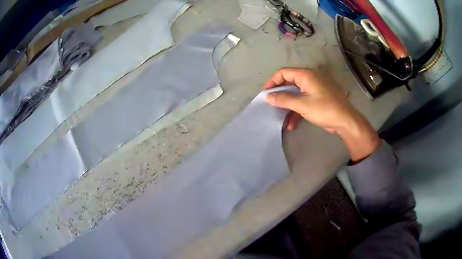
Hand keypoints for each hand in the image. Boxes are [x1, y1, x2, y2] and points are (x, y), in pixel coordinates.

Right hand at [263, 67, 379, 161]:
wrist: (346, 121)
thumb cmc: (325, 110)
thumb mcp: (302, 105)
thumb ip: (283, 99)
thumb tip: (268, 96)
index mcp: (306, 75)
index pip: (284, 73)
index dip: (272, 82)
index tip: (265, 94)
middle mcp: (310, 78)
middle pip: (289, 83)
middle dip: (280, 96)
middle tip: (271, 106)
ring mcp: (315, 88)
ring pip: (296, 94)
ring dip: (288, 106)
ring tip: (281, 119)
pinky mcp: (318, 98)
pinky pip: (303, 101)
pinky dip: (297, 110)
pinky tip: (291, 124)